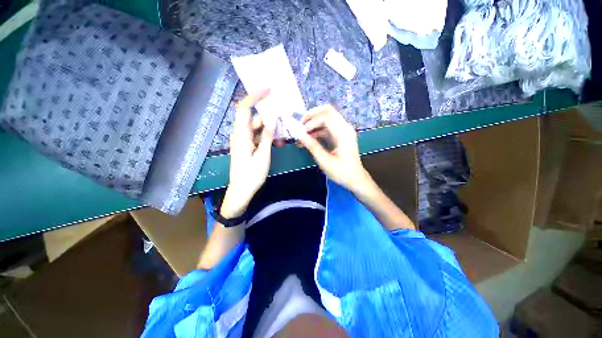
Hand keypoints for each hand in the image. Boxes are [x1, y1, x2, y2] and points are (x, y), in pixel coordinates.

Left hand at [221, 90, 275, 217]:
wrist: (241, 191)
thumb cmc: (251, 175)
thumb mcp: (263, 155)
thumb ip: (267, 136)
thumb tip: (272, 119)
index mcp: (241, 135)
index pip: (244, 108)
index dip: (255, 96)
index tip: (269, 90)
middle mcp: (240, 134)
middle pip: (255, 119)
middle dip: (270, 120)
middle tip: (284, 124)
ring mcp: (244, 141)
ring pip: (258, 128)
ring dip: (271, 131)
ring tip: (283, 140)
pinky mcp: (247, 147)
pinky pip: (258, 137)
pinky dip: (267, 138)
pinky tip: (277, 144)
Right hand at [297, 105, 369, 191]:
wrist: (355, 179)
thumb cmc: (342, 172)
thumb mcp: (325, 161)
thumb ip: (313, 146)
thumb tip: (299, 134)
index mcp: (344, 133)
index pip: (326, 117)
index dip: (311, 122)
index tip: (301, 132)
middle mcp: (345, 128)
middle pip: (327, 111)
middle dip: (311, 115)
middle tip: (300, 125)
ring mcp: (343, 131)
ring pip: (326, 118)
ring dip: (313, 124)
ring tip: (301, 135)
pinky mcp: (340, 135)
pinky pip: (327, 127)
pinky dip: (317, 131)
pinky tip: (308, 139)